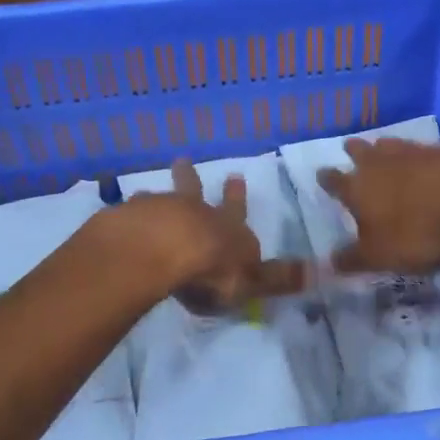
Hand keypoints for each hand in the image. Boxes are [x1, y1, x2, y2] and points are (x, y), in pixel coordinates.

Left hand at [127, 160, 307, 314]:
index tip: (235, 178)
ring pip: (162, 199)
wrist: (164, 249)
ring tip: (148, 190)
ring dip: (159, 196)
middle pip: (194, 192)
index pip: (236, 213)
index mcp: (227, 228)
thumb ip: (278, 278)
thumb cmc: (212, 269)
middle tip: (183, 161)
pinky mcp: (130, 220)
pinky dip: (129, 213)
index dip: (236, 200)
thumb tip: (319, 273)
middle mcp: (195, 213)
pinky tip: (121, 214)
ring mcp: (159, 212)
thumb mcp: (252, 279)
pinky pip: (130, 213)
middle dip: (192, 179)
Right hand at [316, 139, 439, 274]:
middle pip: (363, 153)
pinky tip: (427, 161)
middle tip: (351, 147)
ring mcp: (416, 153)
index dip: (328, 180)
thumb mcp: (380, 256)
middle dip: (355, 152)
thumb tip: (327, 264)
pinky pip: (425, 151)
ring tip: (383, 146)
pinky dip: (420, 156)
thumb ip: (354, 259)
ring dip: (386, 148)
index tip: (322, 174)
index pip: (336, 182)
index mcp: (359, 188)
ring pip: (393, 146)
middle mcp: (382, 164)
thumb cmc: (417, 232)